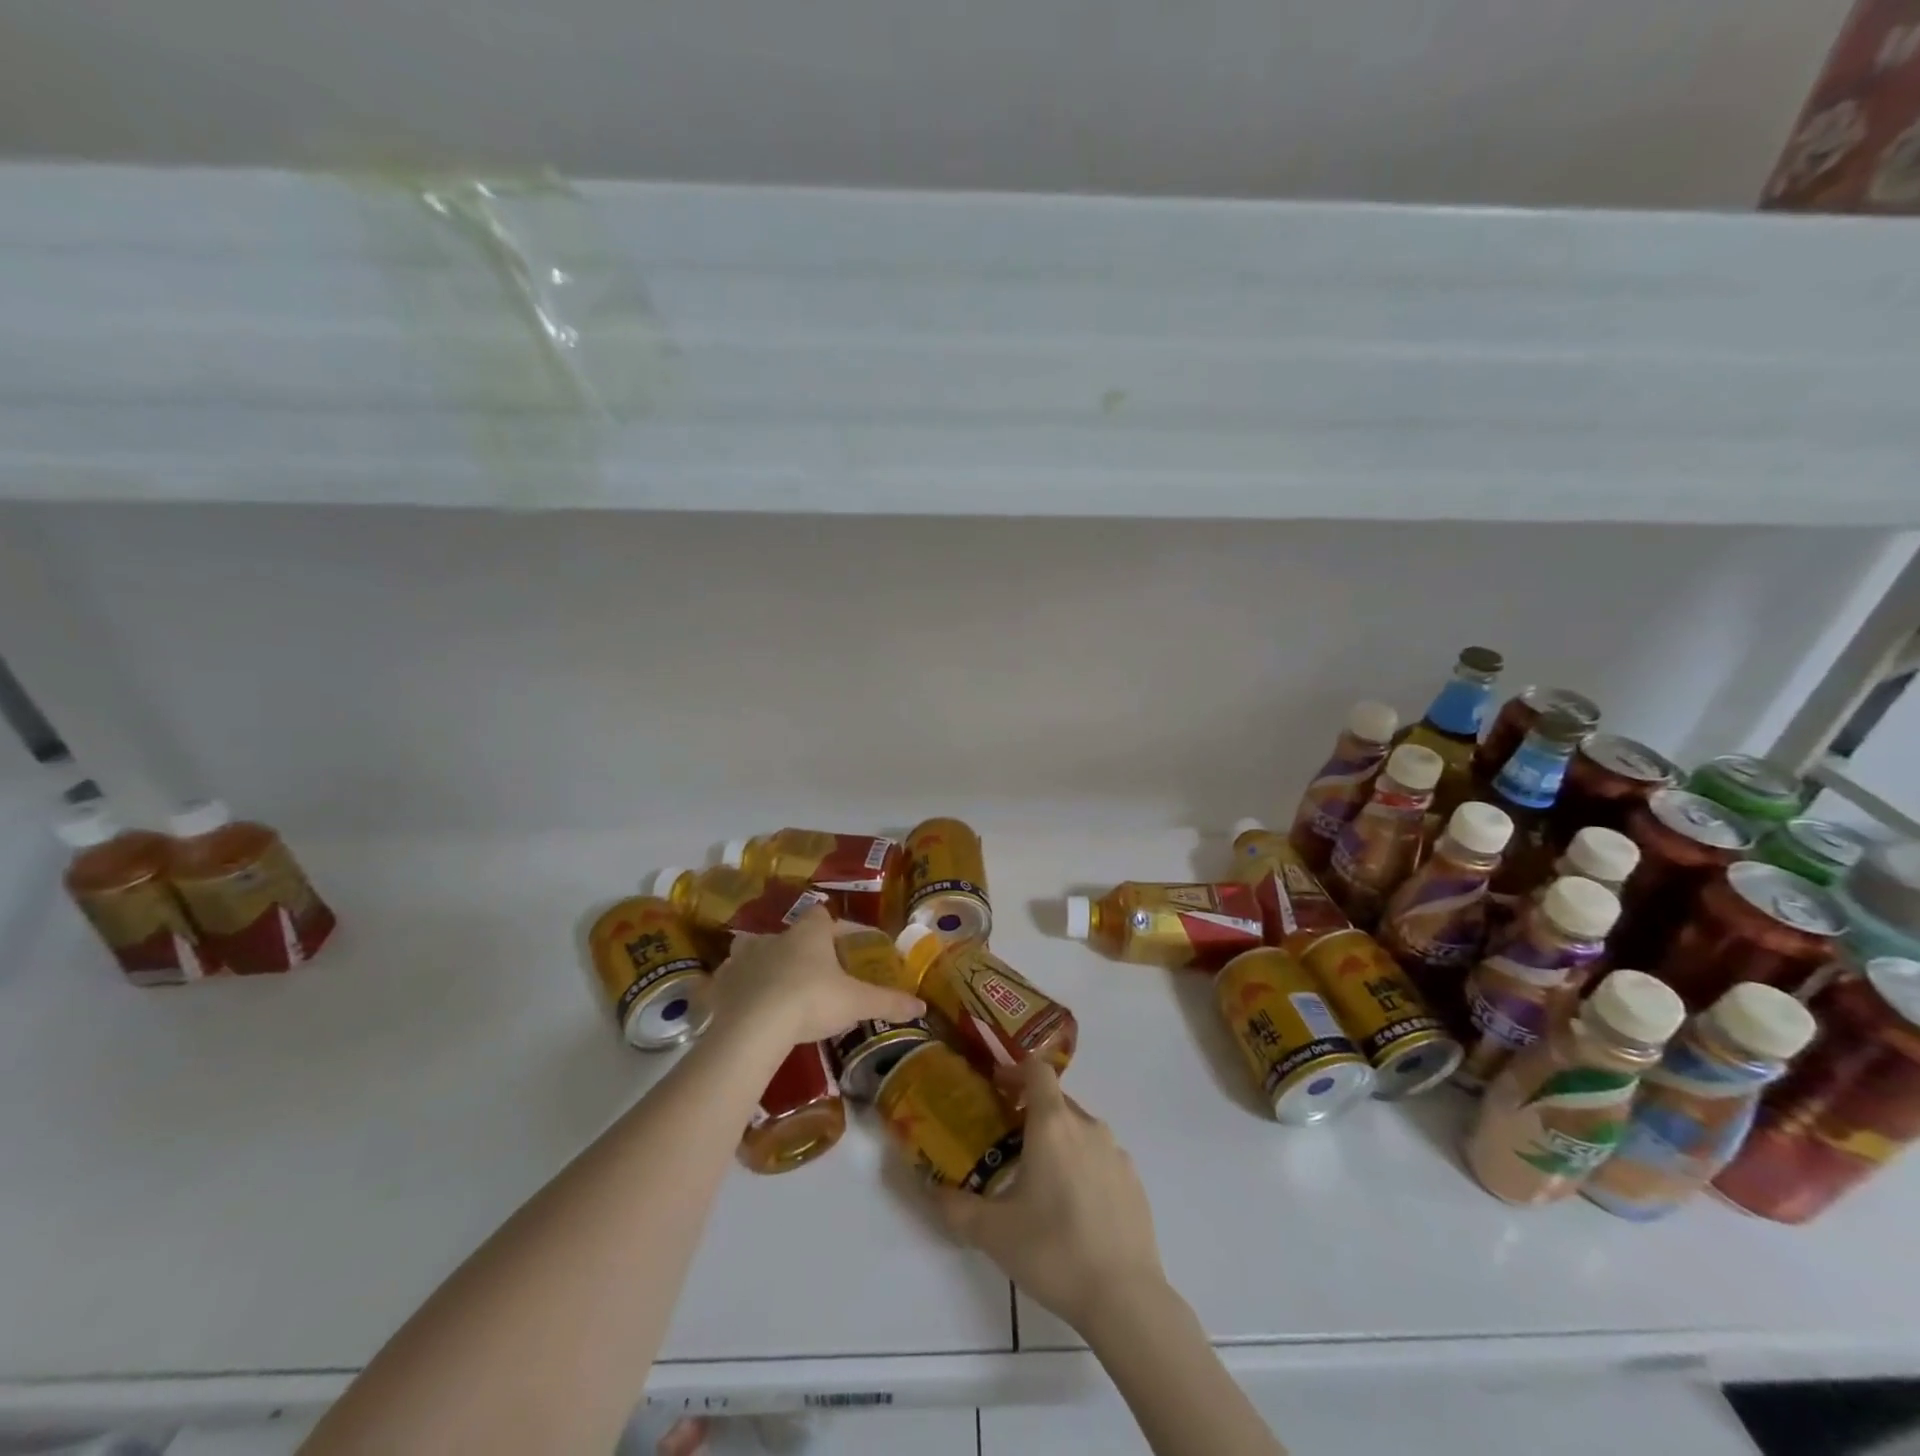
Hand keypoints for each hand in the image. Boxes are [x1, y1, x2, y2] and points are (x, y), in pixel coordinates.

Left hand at [708, 907, 923, 1043]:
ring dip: (763, 964)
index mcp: (808, 934)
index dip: (836, 928)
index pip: (823, 917)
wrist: (755, 1026)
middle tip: (813, 973)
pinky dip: (736, 989)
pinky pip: (728, 980)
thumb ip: (888, 1002)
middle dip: (799, 949)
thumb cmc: (811, 1001)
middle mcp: (774, 937)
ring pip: (752, 951)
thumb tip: (922, 1006)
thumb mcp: (856, 1003)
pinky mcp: (720, 984)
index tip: (847, 945)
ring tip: (775, 987)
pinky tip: (743, 1006)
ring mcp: (742, 959)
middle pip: (788, 934)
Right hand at [934, 1059, 1167, 1334]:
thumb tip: (932, 1190)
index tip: (998, 1088)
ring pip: (1081, 1130)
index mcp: (1052, 1124)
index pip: (1037, 1071)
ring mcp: (1116, 1153)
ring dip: (1059, 1141)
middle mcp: (1087, 1126)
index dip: (1016, 1071)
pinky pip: (1101, 1158)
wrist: (1125, 1298)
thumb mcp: (992, 1233)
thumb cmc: (1053, 1251)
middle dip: (1032, 1112)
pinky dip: (1084, 1167)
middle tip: (1008, 1142)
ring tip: (1040, 1180)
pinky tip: (1074, 1208)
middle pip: (1057, 1101)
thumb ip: (956, 1207)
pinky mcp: (1134, 1181)